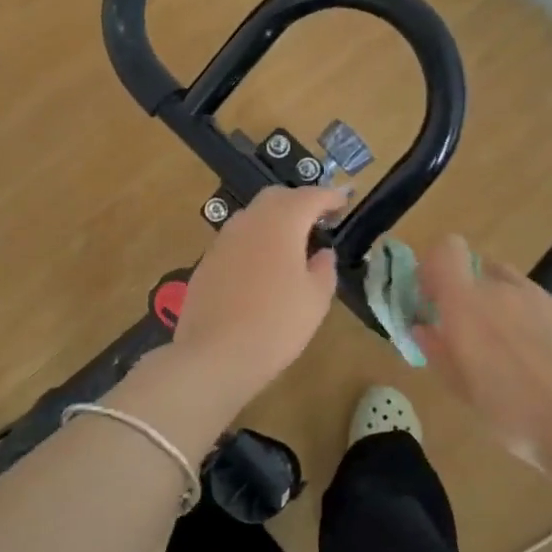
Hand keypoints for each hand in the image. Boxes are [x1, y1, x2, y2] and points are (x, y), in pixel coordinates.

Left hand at [170, 184, 346, 405]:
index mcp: (281, 223)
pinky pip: (237, 239)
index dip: (329, 197)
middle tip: (319, 219)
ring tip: (292, 243)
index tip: (344, 201)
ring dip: (274, 220)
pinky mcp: (207, 260)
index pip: (310, 197)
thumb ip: (324, 269)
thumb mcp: (315, 299)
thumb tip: (323, 253)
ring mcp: (223, 239)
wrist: (215, 354)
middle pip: (276, 197)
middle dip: (299, 202)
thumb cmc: (276, 324)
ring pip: (253, 216)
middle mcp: (249, 221)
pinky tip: (263, 265)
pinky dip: (255, 241)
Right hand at [412, 235, 551, 470]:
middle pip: (474, 270)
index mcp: (465, 302)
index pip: (446, 249)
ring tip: (502, 345)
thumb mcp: (460, 387)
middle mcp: (499, 289)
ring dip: (494, 302)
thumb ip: (436, 349)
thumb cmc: (509, 411)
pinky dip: (523, 316)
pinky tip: (533, 355)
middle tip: (465, 331)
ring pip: (504, 284)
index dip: (435, 264)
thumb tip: (423, 327)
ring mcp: (536, 297)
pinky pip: (531, 301)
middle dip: (464, 293)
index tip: (432, 296)